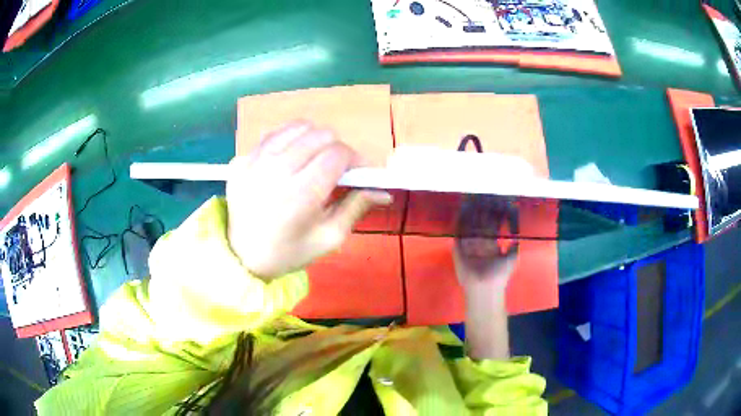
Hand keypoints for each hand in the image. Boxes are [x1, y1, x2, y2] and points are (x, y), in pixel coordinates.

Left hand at [227, 122, 390, 280]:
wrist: (243, 256)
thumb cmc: (289, 251)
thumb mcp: (329, 237)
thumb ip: (356, 208)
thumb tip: (384, 192)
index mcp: (301, 194)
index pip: (338, 154)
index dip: (355, 159)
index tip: (358, 171)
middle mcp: (277, 170)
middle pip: (320, 135)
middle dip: (337, 148)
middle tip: (336, 168)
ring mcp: (255, 161)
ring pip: (297, 128)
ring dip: (314, 139)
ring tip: (314, 159)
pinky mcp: (241, 160)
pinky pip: (273, 135)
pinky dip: (289, 139)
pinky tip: (290, 157)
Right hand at [454, 196, 518, 290]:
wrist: (484, 287)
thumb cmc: (500, 274)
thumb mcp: (512, 258)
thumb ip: (514, 245)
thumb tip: (517, 233)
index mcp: (492, 243)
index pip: (493, 223)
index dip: (495, 213)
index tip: (498, 201)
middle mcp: (480, 241)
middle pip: (481, 221)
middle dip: (483, 208)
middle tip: (485, 194)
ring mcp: (469, 243)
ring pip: (470, 223)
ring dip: (472, 211)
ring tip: (473, 197)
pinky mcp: (458, 246)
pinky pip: (459, 231)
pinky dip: (460, 220)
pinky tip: (463, 208)